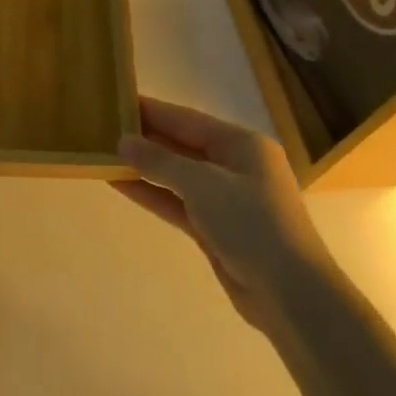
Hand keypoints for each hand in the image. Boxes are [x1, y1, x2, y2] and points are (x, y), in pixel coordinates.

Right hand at [113, 97, 323, 334]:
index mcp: (242, 144)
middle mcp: (235, 166)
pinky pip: (177, 202)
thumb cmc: (252, 223)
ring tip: (105, 154)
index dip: (152, 111)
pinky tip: (121, 184)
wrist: (291, 294)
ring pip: (177, 175)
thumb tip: (124, 142)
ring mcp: (226, 199)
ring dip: (144, 167)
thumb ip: (160, 161)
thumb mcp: (203, 184)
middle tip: (104, 128)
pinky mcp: (216, 229)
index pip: (187, 120)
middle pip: (182, 145)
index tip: (118, 100)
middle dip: (146, 138)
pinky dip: (152, 193)